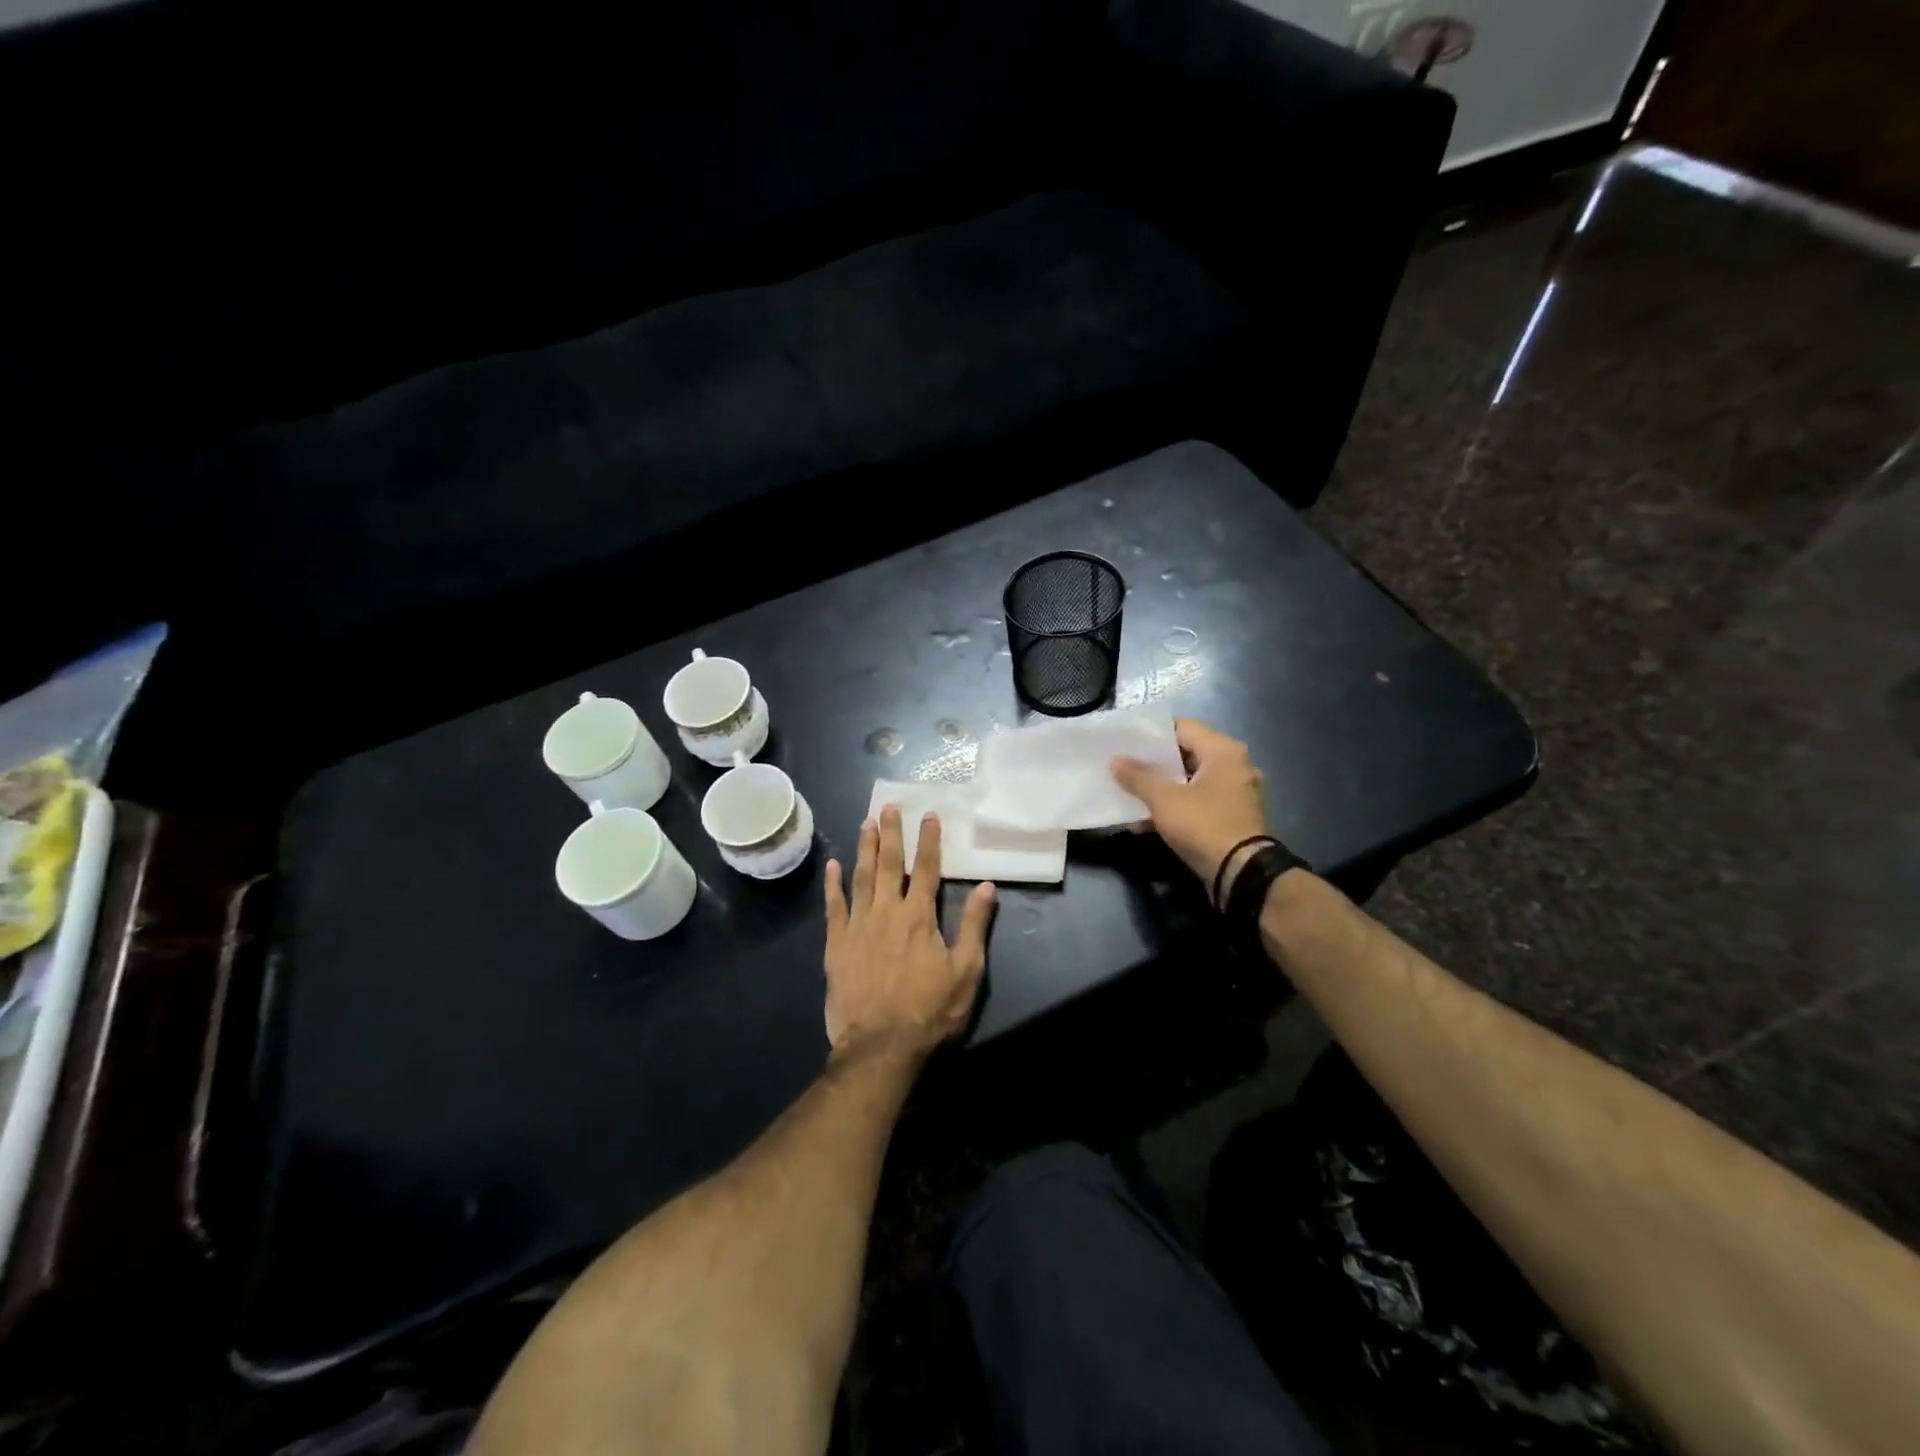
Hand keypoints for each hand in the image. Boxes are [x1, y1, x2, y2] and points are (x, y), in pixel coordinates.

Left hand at [823, 806, 996, 1057]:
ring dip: (864, 848)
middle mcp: (886, 911)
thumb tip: (988, 886)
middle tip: (889, 806)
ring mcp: (857, 926)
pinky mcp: (836, 945)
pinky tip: (833, 866)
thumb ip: (974, 925)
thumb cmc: (930, 1011)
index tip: (929, 815)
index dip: (929, 840)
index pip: (925, 868)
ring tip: (866, 823)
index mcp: (919, 916)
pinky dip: (833, 885)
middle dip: (891, 832)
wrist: (880, 1046)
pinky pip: (833, 907)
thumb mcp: (966, 971)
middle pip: (888, 864)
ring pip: (861, 877)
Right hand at [1111, 719, 1269, 902]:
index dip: (1152, 733)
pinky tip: (1145, 821)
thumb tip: (1116, 761)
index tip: (1126, 742)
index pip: (1183, 727)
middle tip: (1124, 766)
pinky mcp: (1231, 817)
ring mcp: (1235, 793)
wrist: (1242, 874)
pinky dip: (1175, 807)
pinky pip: (1198, 802)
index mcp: (1223, 751)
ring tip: (1129, 794)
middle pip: (1186, 754)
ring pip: (1190, 781)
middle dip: (1153, 763)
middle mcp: (1234, 765)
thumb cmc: (1204, 825)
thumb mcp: (1164, 799)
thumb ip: (1138, 777)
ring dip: (1161, 788)